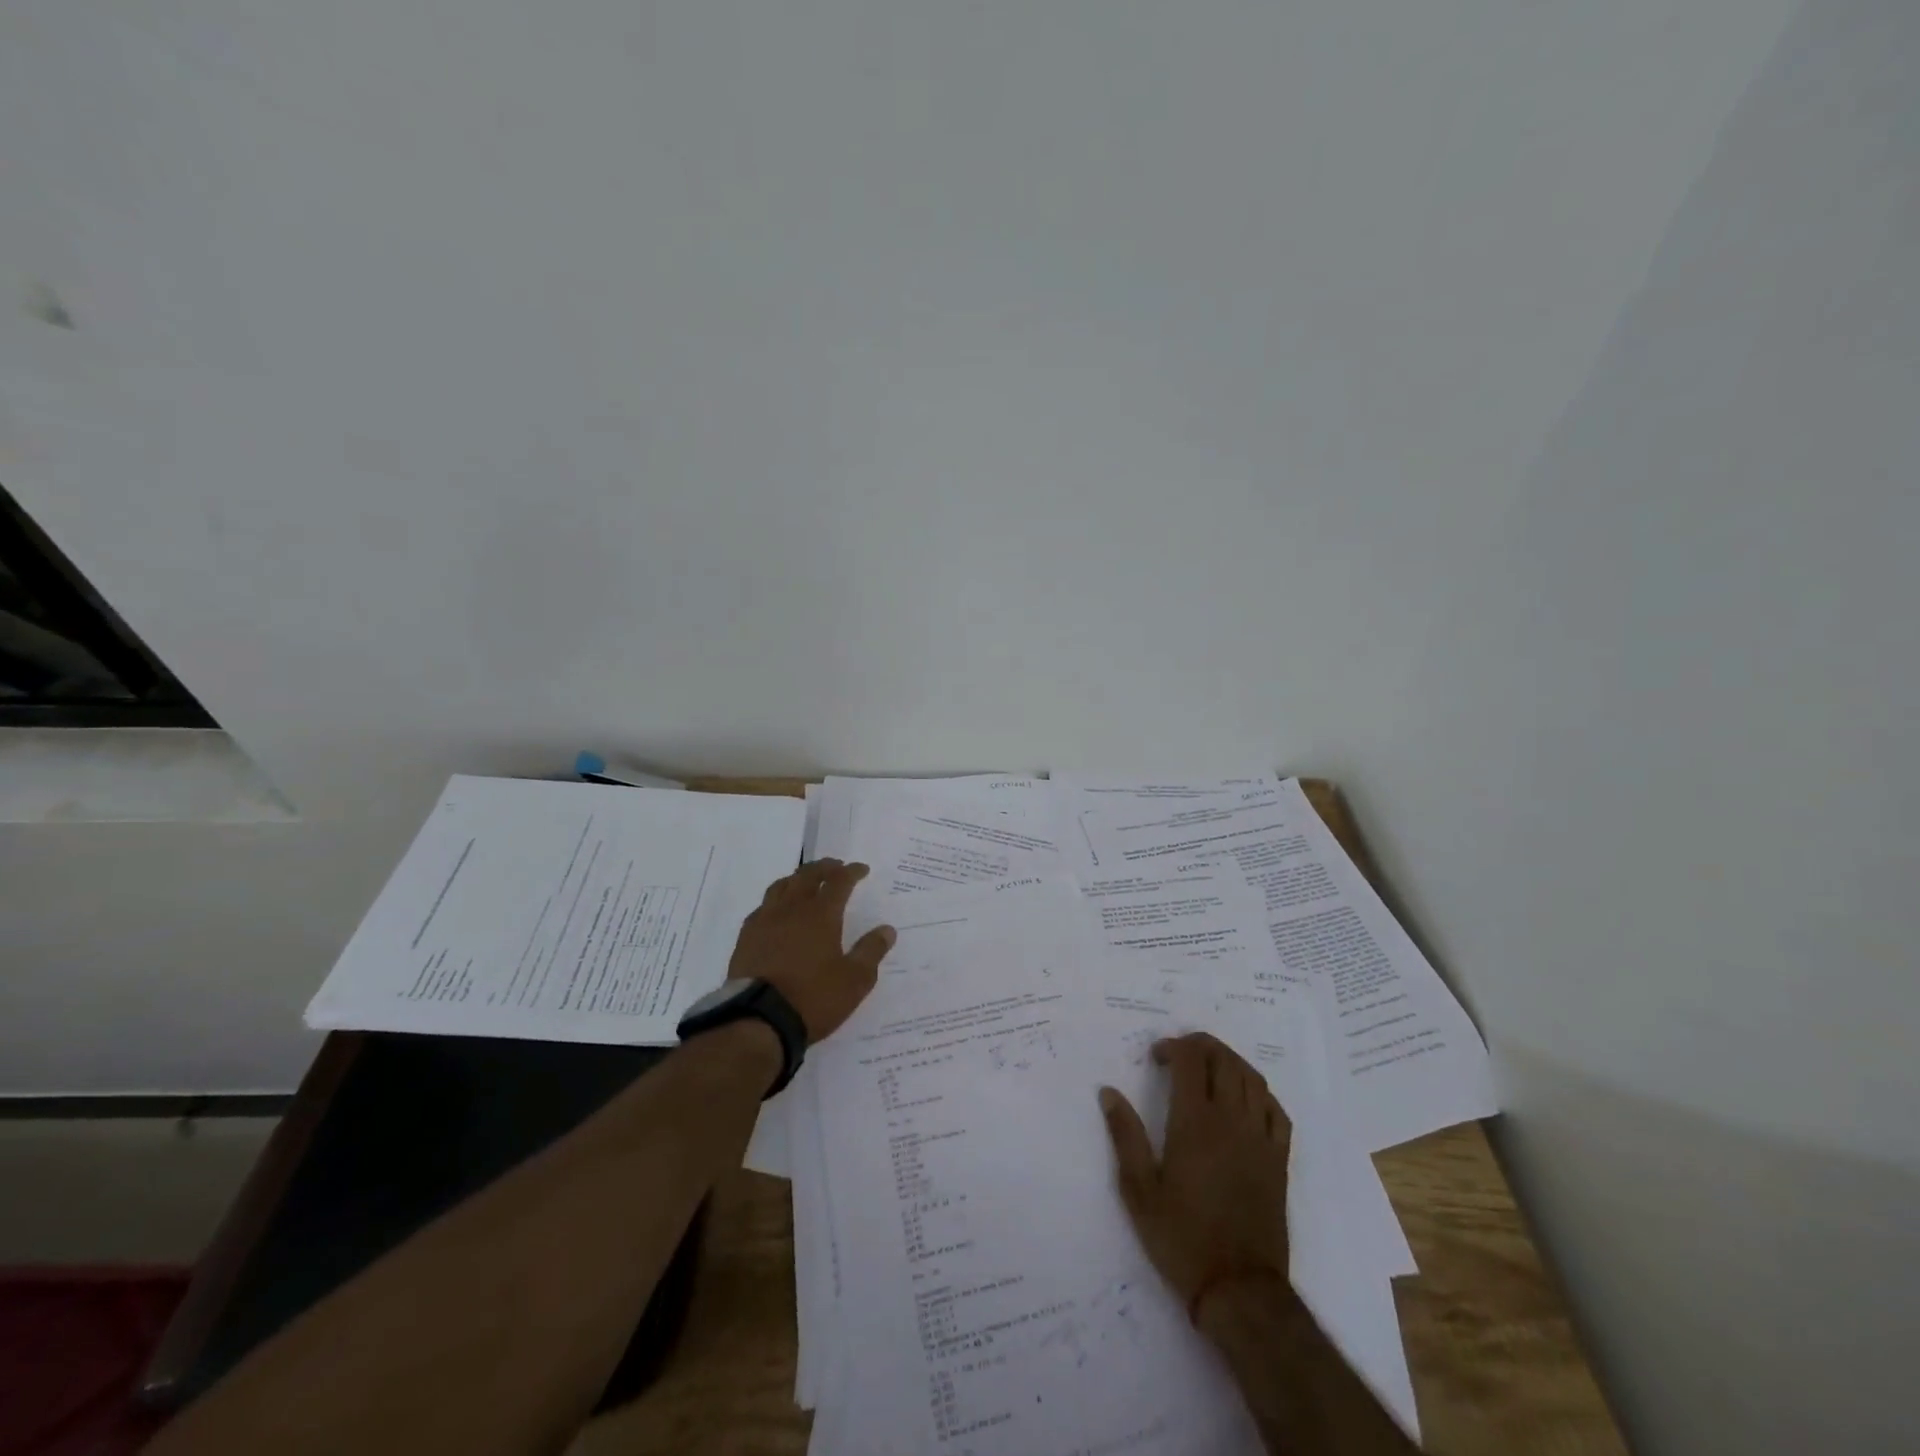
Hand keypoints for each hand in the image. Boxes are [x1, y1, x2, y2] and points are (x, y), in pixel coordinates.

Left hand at [728, 859, 894, 1042]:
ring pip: (782, 886)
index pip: (838, 881)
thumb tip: (887, 929)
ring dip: (797, 878)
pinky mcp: (746, 937)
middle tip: (835, 866)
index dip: (851, 872)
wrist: (758, 1020)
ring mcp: (765, 921)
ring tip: (805, 881)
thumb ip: (871, 951)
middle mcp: (792, 909)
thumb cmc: (813, 998)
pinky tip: (777, 911)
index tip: (861, 869)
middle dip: (824, 867)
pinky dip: (776, 900)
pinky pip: (763, 907)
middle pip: (807, 875)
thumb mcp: (854, 980)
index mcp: (821, 915)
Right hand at [1099, 1032, 1291, 1317]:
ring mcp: (1260, 1138)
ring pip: (1252, 1079)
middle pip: (1224, 1060)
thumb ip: (1125, 1136)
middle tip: (1179, 1055)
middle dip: (1201, 1046)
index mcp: (1195, 1123)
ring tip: (1209, 1068)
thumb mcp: (1139, 1190)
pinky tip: (1245, 1100)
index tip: (1156, 1058)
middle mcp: (1231, 1120)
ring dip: (1230, 1062)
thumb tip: (1108, 1092)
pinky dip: (1260, 1093)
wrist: (1238, 1289)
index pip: (1191, 1060)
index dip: (1173, 1046)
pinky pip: (1276, 1110)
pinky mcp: (1279, 1160)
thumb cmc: (1182, 1238)